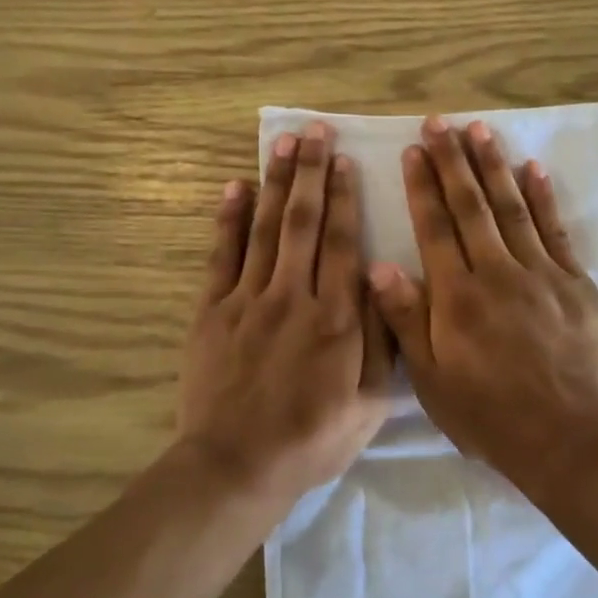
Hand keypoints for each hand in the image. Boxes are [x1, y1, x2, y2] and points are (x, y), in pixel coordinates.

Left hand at [177, 123, 391, 508]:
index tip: (344, 161)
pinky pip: (221, 255)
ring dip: (274, 183)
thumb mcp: (370, 404)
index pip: (344, 244)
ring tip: (281, 143)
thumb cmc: (313, 439)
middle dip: (310, 173)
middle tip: (314, 132)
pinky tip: (234, 188)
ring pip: (264, 229)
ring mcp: (248, 300)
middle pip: (304, 223)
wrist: (237, 465)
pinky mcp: (212, 312)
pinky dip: (228, 219)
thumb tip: (386, 285)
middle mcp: (294, 297)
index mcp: (337, 319)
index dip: (345, 198)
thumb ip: (382, 342)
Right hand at [368, 116, 597, 478]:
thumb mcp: (430, 378)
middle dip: (453, 162)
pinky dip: (543, 198)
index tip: (413, 151)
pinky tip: (532, 169)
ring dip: (493, 167)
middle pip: (471, 207)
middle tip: (440, 123)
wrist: (563, 436)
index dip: (422, 187)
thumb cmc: (487, 413)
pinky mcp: (574, 283)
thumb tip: (378, 265)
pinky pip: (555, 231)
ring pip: (511, 208)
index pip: (435, 228)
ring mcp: (540, 273)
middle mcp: (496, 272)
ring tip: (480, 130)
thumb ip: (406, 319)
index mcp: (456, 296)